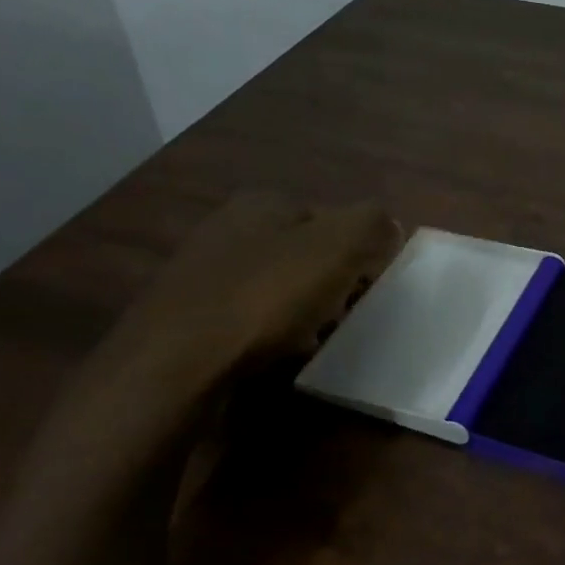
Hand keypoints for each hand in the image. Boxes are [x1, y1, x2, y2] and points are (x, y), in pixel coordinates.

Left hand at [107, 196, 402, 387]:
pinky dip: (272, 331)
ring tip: (318, 338)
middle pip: (305, 253)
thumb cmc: (264, 296)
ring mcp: (204, 271)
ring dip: (304, 309)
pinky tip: (280, 352)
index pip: (332, 218)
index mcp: (263, 202)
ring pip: (278, 285)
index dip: (359, 252)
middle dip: (331, 282)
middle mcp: (229, 227)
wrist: (176, 361)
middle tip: (345, 314)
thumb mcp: (336, 246)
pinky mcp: (190, 314)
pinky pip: (250, 316)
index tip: (369, 287)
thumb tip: (388, 225)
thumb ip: (371, 224)